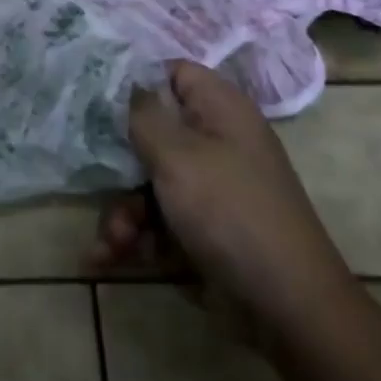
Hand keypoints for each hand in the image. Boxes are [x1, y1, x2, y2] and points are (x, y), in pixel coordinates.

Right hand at [94, 61, 360, 347]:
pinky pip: (156, 219)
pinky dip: (133, 237)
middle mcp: (215, 142)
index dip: (135, 80)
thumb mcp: (178, 156)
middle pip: (151, 133)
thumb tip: (128, 83)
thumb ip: (144, 115)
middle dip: (118, 164)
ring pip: (147, 182)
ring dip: (121, 211)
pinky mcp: (200, 228)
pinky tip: (107, 259)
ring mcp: (208, 188)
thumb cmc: (230, 212)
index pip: (173, 73)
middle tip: (95, 179)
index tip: (96, 97)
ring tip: (112, 242)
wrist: (286, 307)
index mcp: (220, 110)